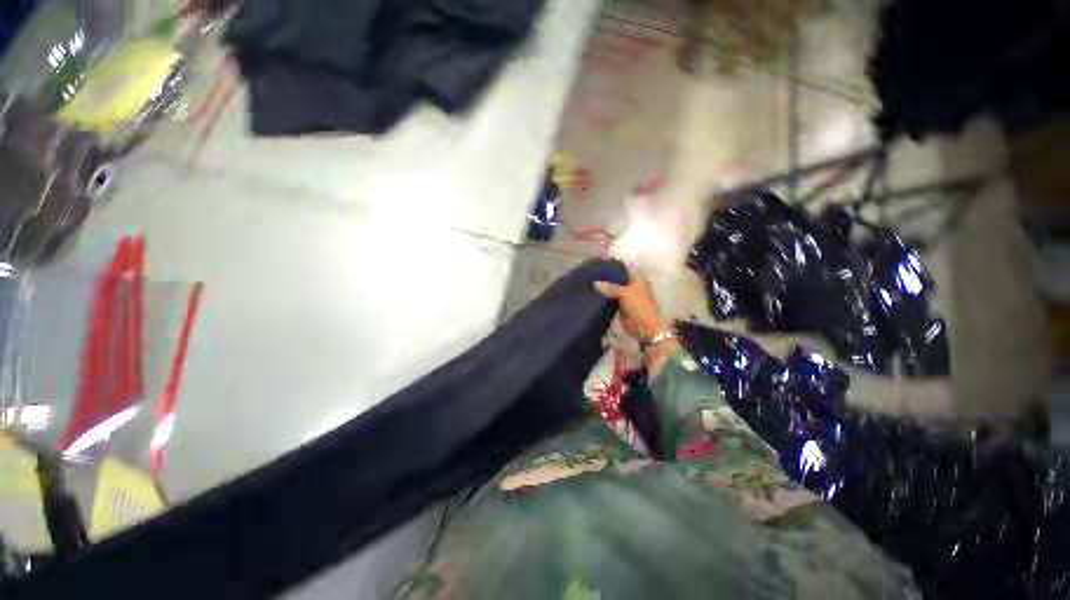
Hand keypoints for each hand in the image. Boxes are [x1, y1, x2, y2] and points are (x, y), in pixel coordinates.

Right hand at [593, 263, 674, 339]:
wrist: (644, 328)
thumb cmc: (639, 307)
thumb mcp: (625, 293)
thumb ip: (610, 287)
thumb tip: (594, 283)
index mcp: (637, 279)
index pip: (625, 267)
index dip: (614, 264)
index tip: (600, 262)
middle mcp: (631, 286)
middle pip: (618, 278)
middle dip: (607, 276)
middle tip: (591, 273)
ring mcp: (626, 297)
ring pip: (613, 289)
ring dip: (604, 288)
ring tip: (589, 282)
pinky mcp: (620, 306)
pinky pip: (610, 299)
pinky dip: (604, 298)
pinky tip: (593, 294)